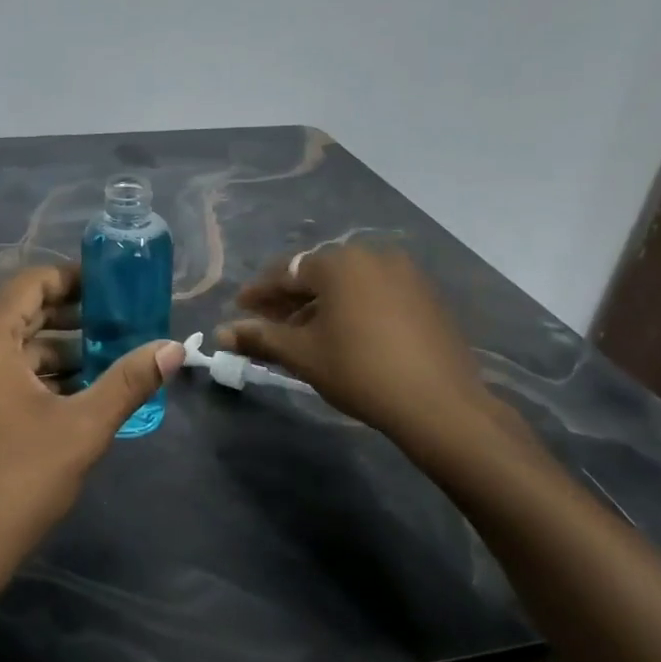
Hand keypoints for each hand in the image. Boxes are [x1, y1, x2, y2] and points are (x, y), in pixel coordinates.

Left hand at [0, 263, 182, 605]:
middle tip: (119, 321)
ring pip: (7, 345)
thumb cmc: (18, 482)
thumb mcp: (83, 428)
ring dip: (54, 349)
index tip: (113, 287)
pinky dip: (30, 372)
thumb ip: (128, 381)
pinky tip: (70, 390)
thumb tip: (174, 348)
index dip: (74, 279)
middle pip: (19, 313)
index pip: (30, 284)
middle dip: (70, 317)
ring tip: (105, 358)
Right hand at [217, 245, 518, 466]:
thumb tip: (221, 333)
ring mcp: (406, 274)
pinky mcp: (426, 297)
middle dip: (289, 299)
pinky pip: (375, 294)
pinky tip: (342, 335)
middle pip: (318, 274)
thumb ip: (260, 337)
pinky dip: (352, 308)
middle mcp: (373, 256)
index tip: (239, 308)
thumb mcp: (302, 354)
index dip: (259, 292)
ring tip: (302, 333)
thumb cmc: (359, 371)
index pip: (286, 271)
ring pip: (348, 285)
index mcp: (340, 263)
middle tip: (267, 323)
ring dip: (320, 305)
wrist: (439, 404)